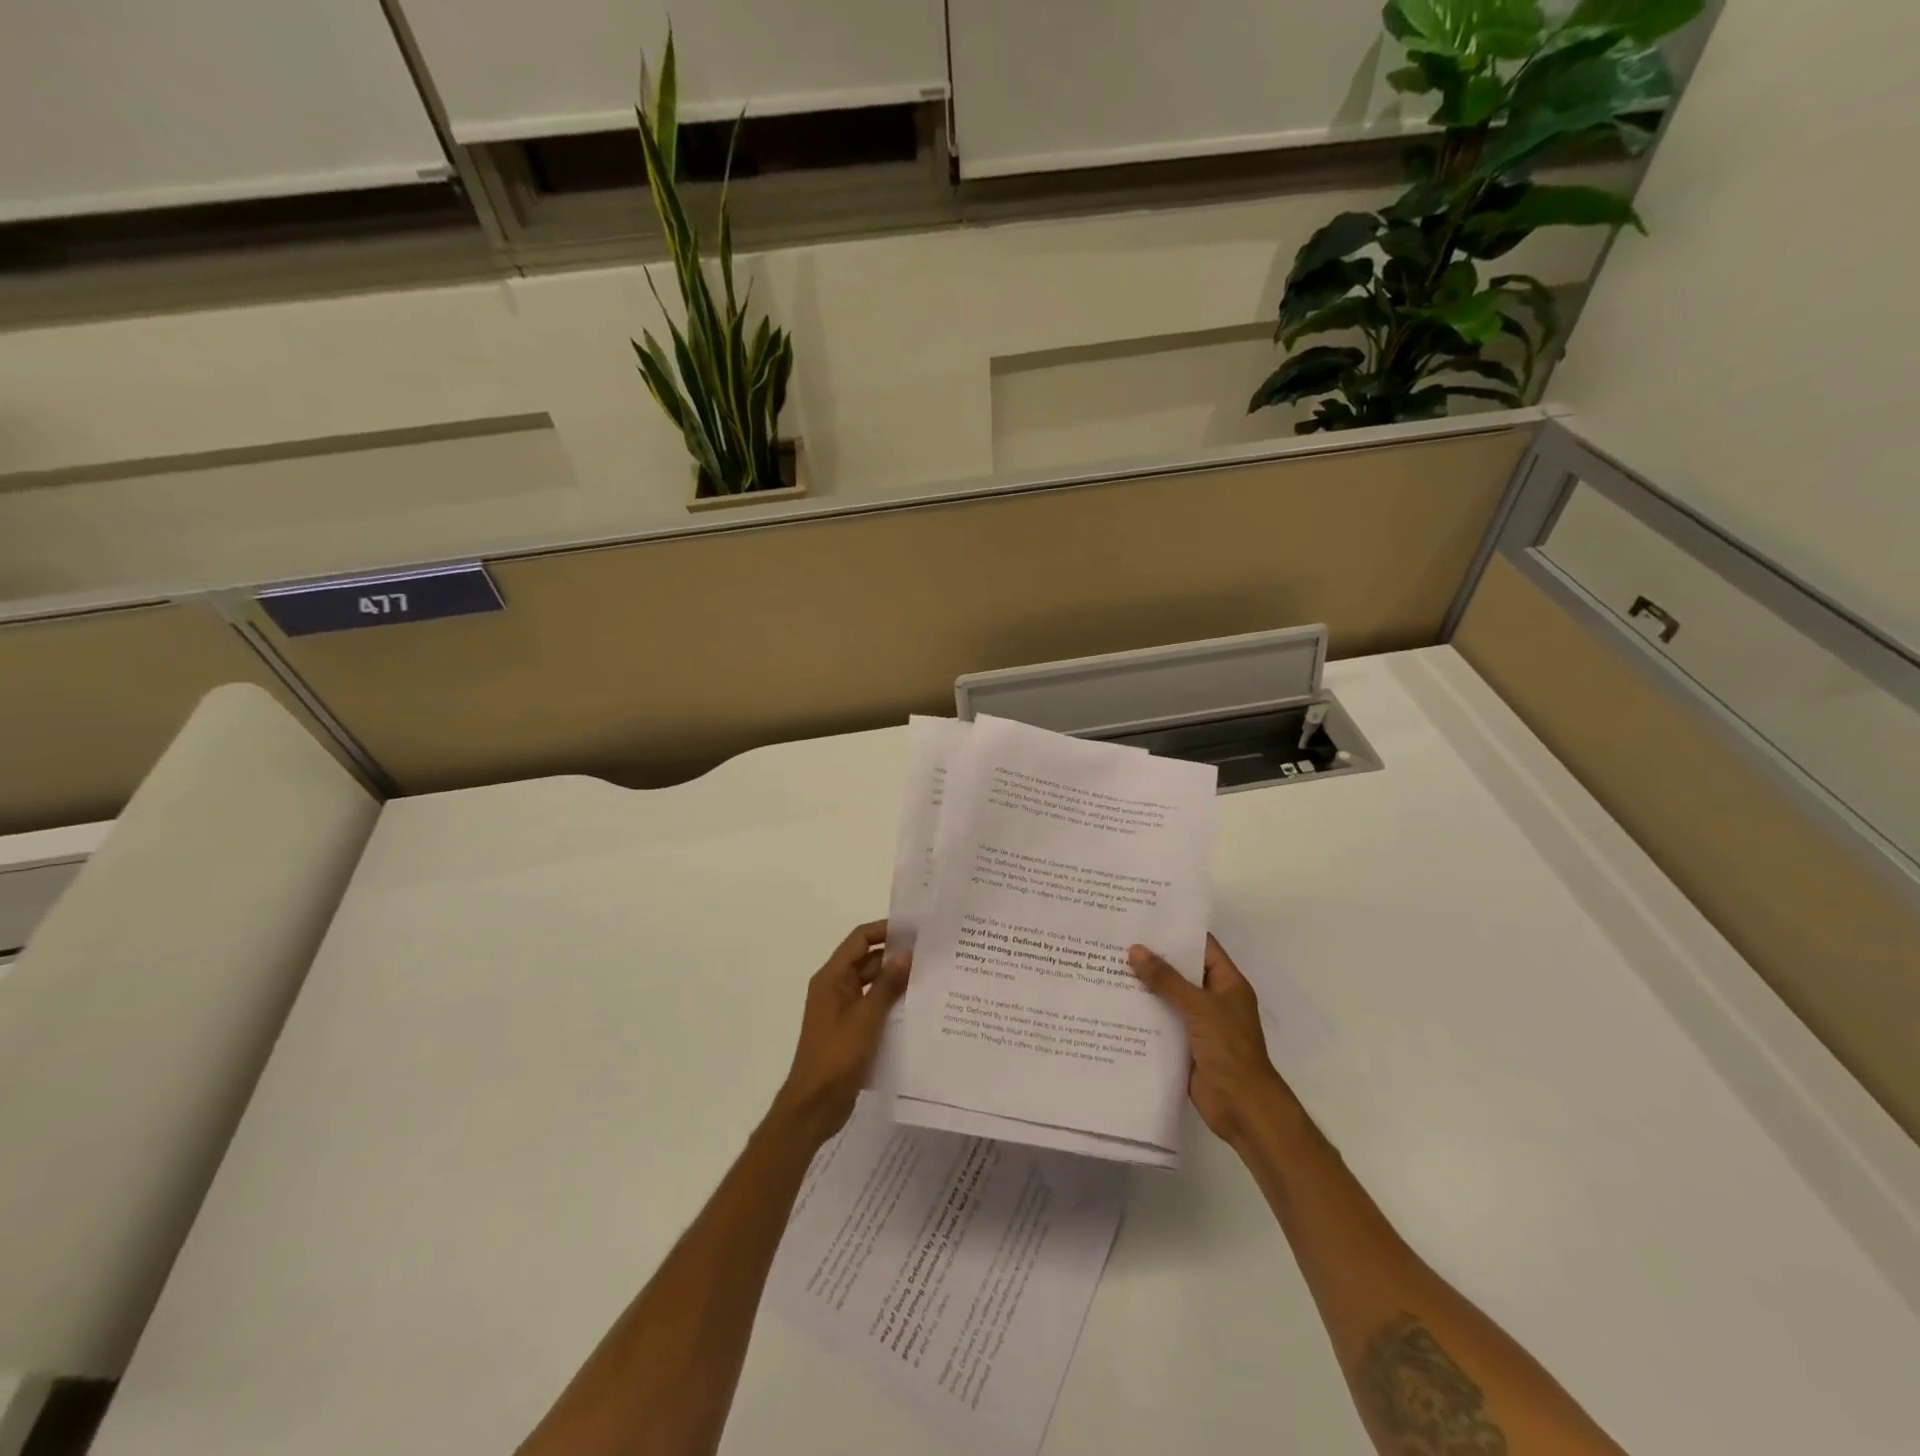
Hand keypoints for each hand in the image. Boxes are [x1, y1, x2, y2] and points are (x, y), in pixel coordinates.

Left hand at [768, 921, 908, 1146]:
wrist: (814, 1105)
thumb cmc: (837, 1055)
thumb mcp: (867, 1017)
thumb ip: (888, 984)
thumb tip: (907, 953)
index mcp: (832, 978)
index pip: (859, 939)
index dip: (885, 930)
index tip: (916, 929)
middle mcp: (835, 988)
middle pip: (867, 960)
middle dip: (895, 955)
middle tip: (930, 954)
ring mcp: (842, 1010)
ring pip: (872, 984)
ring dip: (895, 981)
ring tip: (930, 978)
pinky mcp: (850, 1030)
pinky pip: (873, 1006)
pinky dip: (891, 1003)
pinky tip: (917, 1009)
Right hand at [1129, 935, 1291, 1147]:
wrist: (1241, 1106)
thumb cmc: (1229, 1048)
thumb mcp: (1198, 1006)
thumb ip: (1166, 979)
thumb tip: (1135, 950)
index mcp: (1227, 983)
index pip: (1201, 947)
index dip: (1177, 932)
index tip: (1145, 918)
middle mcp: (1213, 999)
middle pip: (1181, 971)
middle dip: (1153, 958)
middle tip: (1118, 940)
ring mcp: (1199, 1023)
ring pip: (1168, 997)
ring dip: (1144, 987)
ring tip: (1109, 966)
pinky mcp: (1184, 1045)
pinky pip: (1161, 1022)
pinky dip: (1143, 1014)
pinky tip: (1116, 1004)